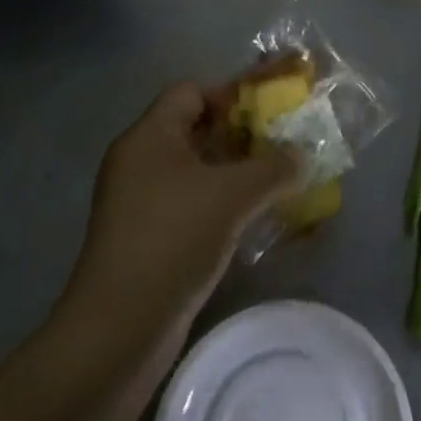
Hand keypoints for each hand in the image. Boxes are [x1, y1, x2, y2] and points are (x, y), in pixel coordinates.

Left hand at [71, 84, 298, 323]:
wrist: (118, 329)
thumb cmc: (174, 240)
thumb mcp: (233, 196)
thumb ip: (274, 167)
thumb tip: (302, 156)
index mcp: (149, 136)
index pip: (192, 92)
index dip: (231, 94)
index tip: (270, 112)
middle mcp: (139, 161)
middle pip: (194, 129)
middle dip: (240, 134)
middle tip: (281, 145)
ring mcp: (138, 201)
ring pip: (194, 169)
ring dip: (234, 172)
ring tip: (275, 181)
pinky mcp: (145, 236)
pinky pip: (189, 202)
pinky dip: (219, 202)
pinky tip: (250, 218)